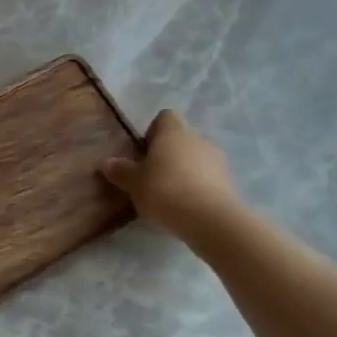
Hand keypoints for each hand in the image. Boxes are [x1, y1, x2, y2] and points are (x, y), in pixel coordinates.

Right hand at [100, 110, 239, 238]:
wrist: (209, 219)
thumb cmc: (165, 190)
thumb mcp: (134, 183)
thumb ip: (121, 171)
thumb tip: (107, 163)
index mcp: (173, 131)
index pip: (165, 117)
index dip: (153, 132)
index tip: (144, 153)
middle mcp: (197, 138)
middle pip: (181, 139)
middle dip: (169, 155)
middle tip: (153, 178)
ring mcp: (217, 160)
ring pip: (196, 159)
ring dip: (185, 172)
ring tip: (171, 196)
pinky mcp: (229, 182)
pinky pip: (208, 179)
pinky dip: (199, 188)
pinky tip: (187, 207)